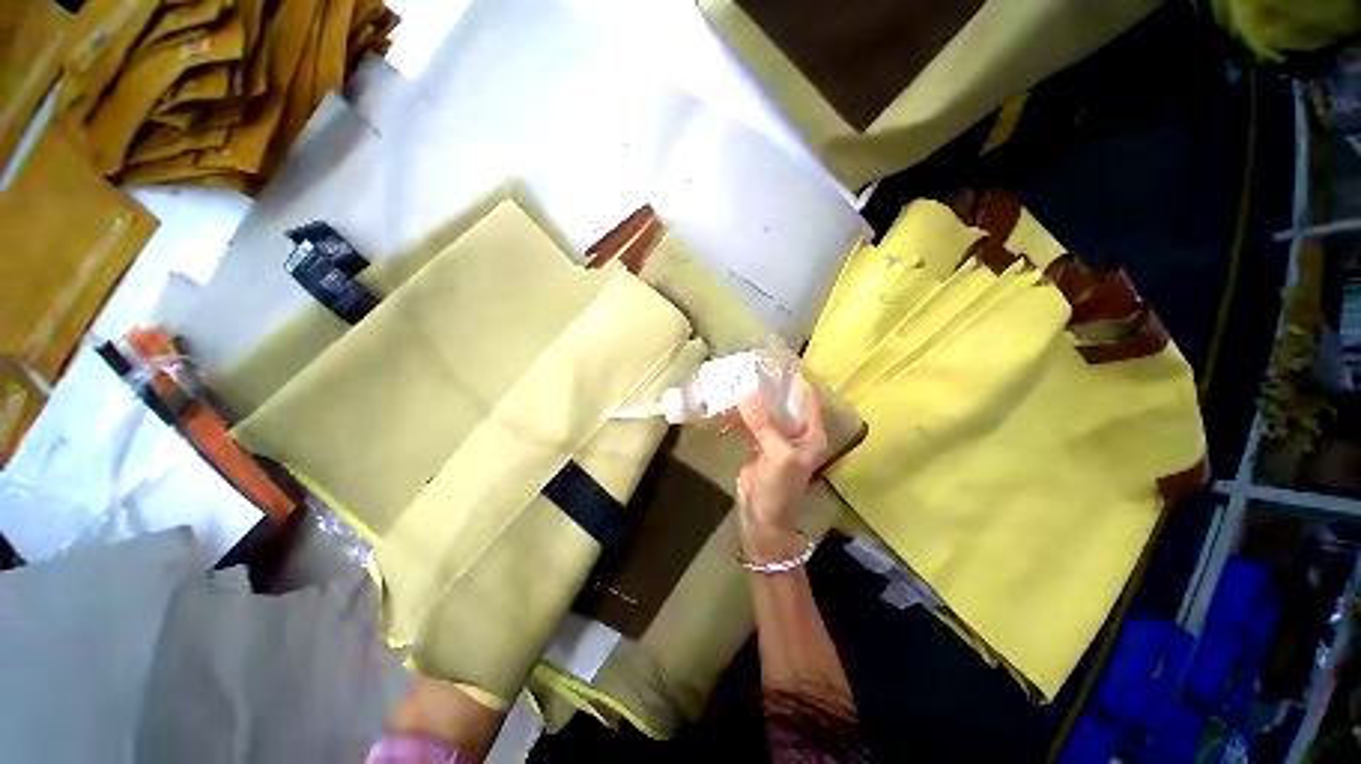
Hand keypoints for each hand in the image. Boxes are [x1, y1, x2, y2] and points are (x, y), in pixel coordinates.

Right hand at [735, 377, 827, 558]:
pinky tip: (729, 403)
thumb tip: (747, 393)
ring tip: (738, 378)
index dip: (796, 379)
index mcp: (811, 433)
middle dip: (770, 386)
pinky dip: (742, 414)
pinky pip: (752, 423)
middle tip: (751, 366)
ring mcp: (777, 437)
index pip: (808, 398)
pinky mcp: (760, 443)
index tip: (777, 361)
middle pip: (785, 402)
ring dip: (754, 399)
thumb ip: (763, 424)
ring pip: (767, 411)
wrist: (762, 517)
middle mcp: (797, 431)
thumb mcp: (776, 455)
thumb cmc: (779, 489)